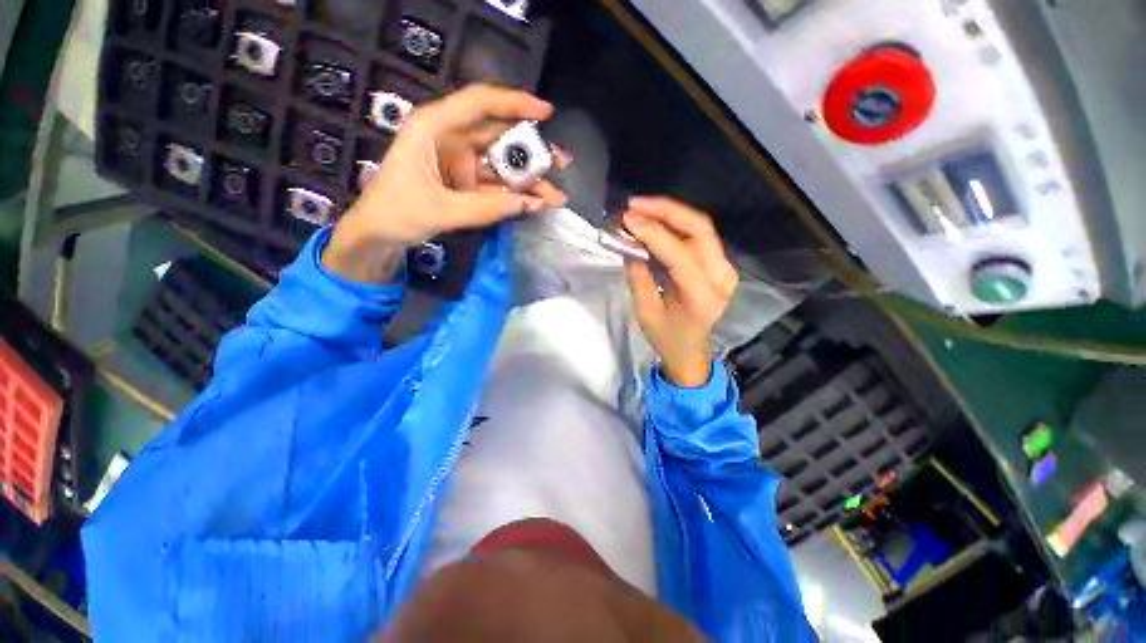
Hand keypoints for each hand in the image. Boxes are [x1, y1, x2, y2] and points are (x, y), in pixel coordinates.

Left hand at [323, 85, 568, 282]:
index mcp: (434, 128)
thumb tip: (529, 205)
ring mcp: (462, 163)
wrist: (380, 234)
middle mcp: (452, 139)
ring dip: (530, 179)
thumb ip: (485, 209)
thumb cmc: (395, 212)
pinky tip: (536, 203)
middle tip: (561, 163)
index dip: (514, 103)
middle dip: (532, 150)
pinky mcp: (468, 183)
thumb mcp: (439, 211)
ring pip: (503, 164)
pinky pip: (499, 185)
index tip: (546, 114)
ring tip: (556, 196)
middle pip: (500, 136)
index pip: (478, 103)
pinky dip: (517, 195)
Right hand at [623, 197, 738, 387]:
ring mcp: (725, 269)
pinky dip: (676, 223)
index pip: (678, 253)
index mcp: (702, 297)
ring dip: (670, 212)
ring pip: (701, 227)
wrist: (690, 351)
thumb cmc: (666, 338)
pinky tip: (656, 219)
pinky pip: (699, 235)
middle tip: (634, 204)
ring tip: (641, 207)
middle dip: (665, 210)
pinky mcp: (721, 265)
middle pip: (699, 229)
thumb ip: (638, 276)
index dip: (651, 232)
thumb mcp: (645, 312)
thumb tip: (628, 244)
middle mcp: (721, 278)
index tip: (626, 219)